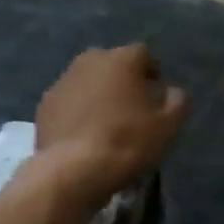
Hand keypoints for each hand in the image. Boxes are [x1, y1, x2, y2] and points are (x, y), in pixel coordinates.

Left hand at [34, 45, 188, 207]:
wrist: (73, 169)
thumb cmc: (127, 142)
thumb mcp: (168, 126)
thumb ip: (178, 102)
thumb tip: (175, 92)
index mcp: (121, 59)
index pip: (143, 54)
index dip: (152, 73)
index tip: (157, 95)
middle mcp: (89, 61)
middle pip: (112, 64)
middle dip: (123, 80)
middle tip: (132, 107)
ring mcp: (63, 81)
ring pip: (88, 81)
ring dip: (98, 94)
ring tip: (107, 122)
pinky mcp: (45, 104)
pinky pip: (69, 101)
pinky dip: (78, 111)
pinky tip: (85, 134)